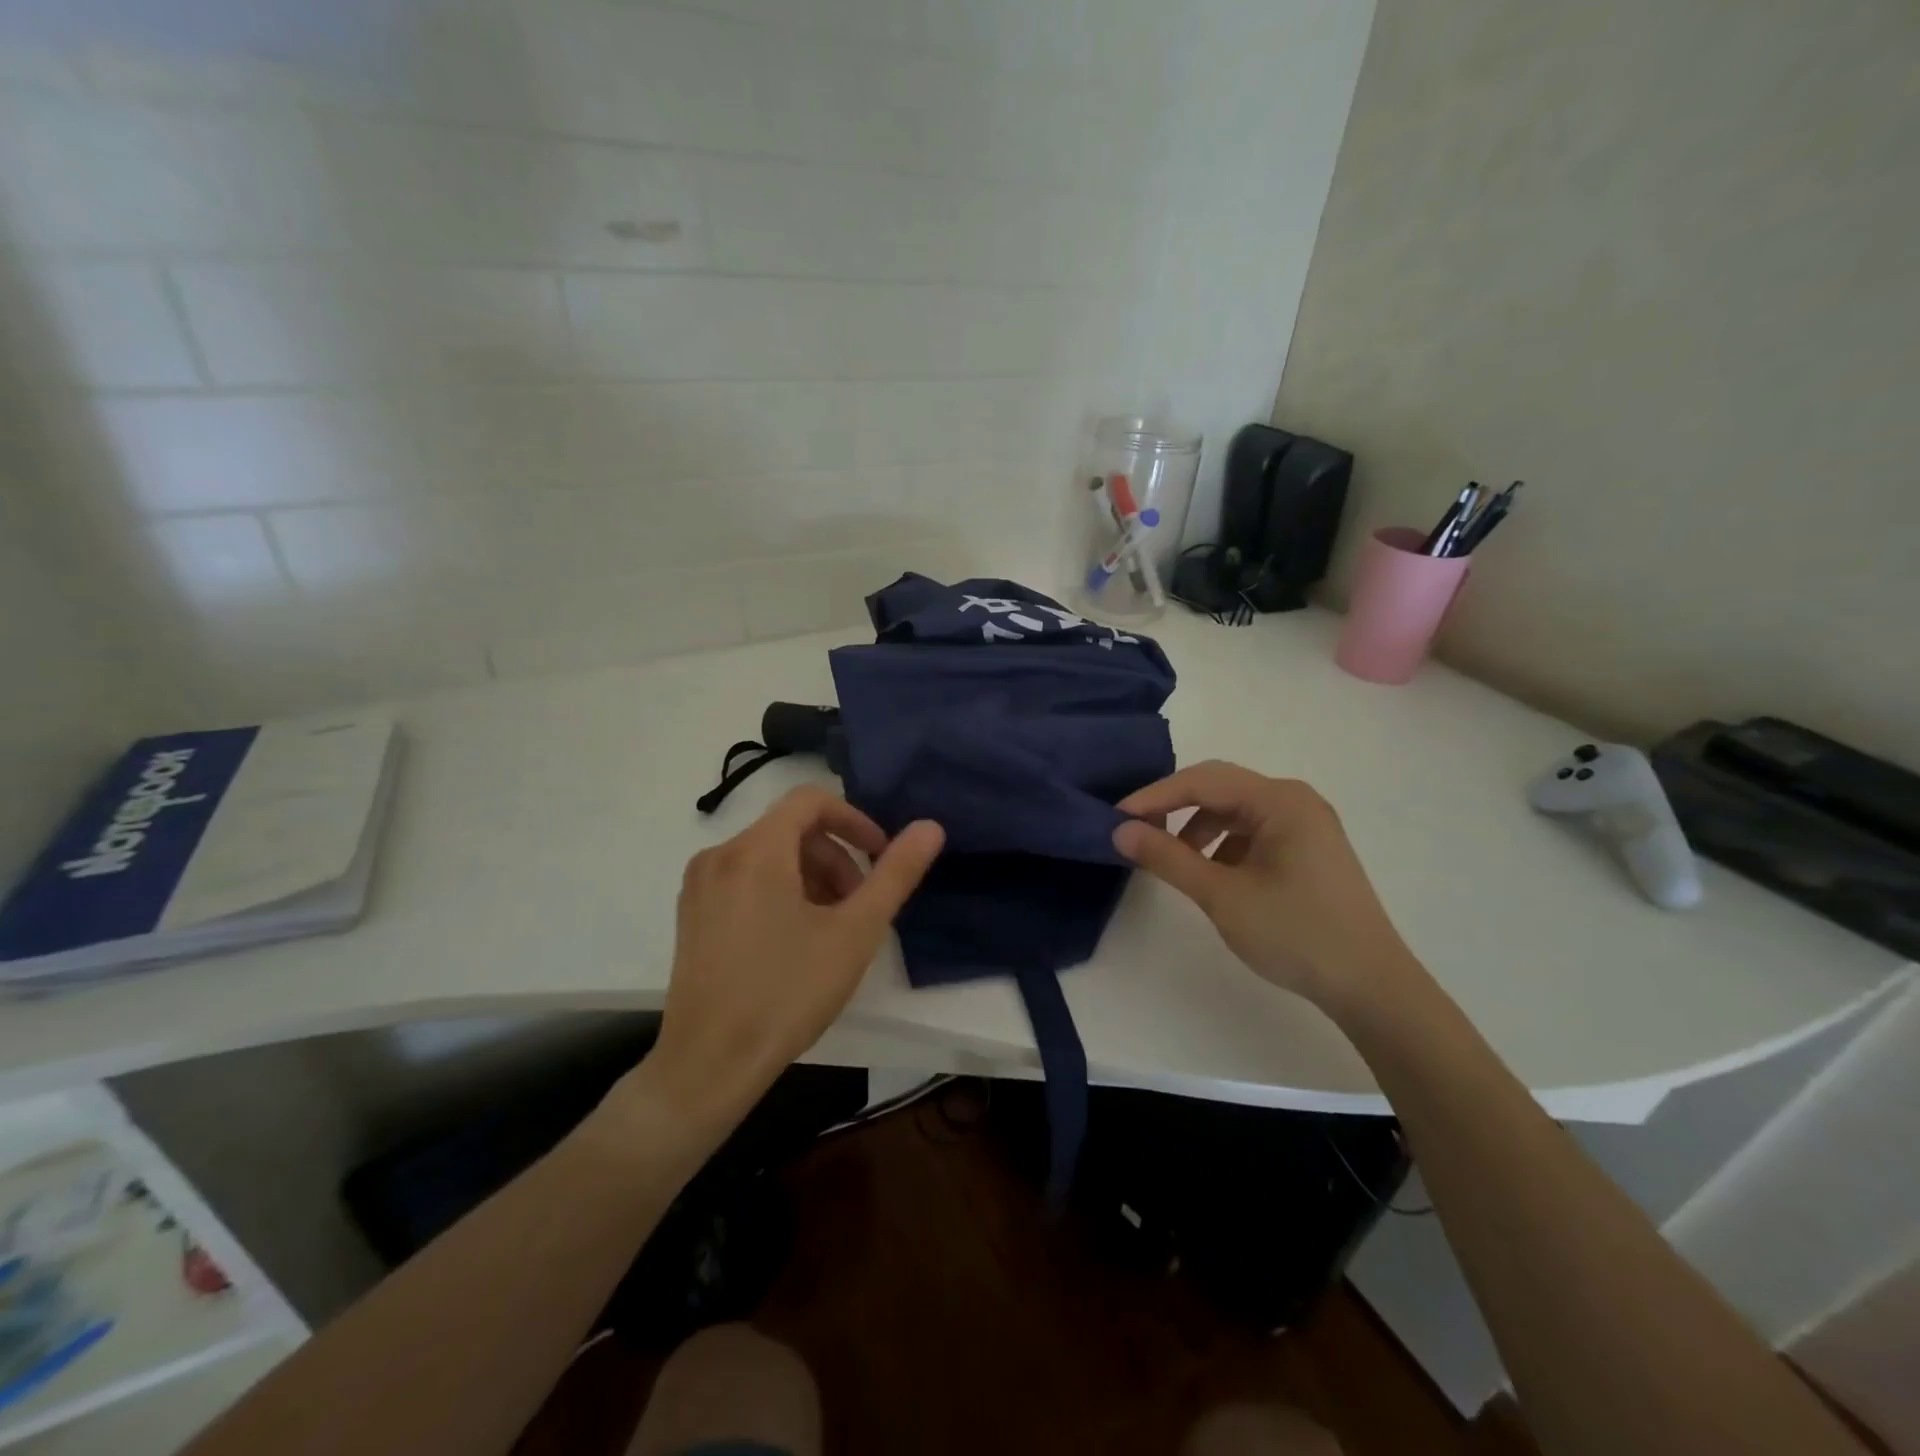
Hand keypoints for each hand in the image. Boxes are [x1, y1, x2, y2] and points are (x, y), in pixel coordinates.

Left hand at [642, 787, 944, 1132]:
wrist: (708, 1065)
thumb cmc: (787, 992)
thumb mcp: (855, 932)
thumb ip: (895, 874)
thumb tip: (930, 827)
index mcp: (756, 850)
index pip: (810, 801)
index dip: (854, 820)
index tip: (880, 855)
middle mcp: (720, 855)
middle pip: (790, 830)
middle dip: (835, 857)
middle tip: (859, 904)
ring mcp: (699, 886)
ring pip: (768, 856)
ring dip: (810, 877)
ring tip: (832, 927)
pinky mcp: (691, 915)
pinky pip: (744, 879)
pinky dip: (780, 891)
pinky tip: (795, 939)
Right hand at [1112, 761, 1421, 1016]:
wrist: (1371, 987)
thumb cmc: (1296, 934)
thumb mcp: (1222, 895)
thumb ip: (1168, 858)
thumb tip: (1120, 831)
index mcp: (1280, 800)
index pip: (1202, 782)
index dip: (1154, 796)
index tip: (1116, 819)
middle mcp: (1294, 800)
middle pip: (1219, 787)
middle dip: (1174, 806)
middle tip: (1136, 830)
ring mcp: (1305, 824)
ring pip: (1235, 810)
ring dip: (1197, 827)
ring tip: (1173, 859)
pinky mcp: (1308, 848)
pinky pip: (1253, 831)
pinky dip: (1222, 844)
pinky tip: (1212, 874)